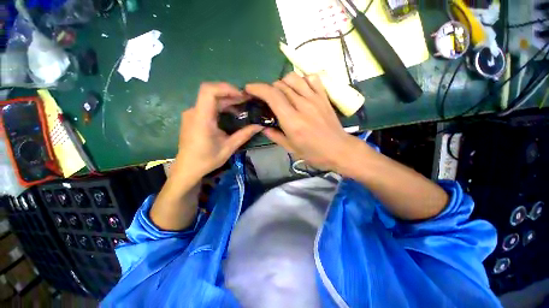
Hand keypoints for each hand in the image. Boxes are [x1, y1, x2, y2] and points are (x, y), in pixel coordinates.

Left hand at [174, 83, 262, 180]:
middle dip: (231, 94)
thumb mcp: (229, 148)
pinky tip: (232, 113)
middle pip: (212, 93)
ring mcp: (193, 114)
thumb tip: (260, 126)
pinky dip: (221, 106)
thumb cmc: (207, 160)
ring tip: (242, 105)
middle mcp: (194, 112)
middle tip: (247, 100)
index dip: (226, 88)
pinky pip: (208, 106)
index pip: (209, 91)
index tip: (242, 95)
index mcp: (202, 119)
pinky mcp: (194, 117)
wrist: (187, 168)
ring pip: (210, 99)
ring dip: (227, 100)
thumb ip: (244, 135)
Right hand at [246, 72, 359, 171]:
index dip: (258, 89)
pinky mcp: (324, 97)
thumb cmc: (314, 153)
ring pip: (294, 78)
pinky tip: (300, 90)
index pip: (272, 95)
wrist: (339, 150)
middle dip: (269, 89)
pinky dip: (302, 80)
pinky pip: (312, 78)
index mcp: (292, 121)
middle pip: (281, 85)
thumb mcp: (291, 149)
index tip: (249, 89)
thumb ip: (275, 136)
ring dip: (283, 83)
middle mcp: (303, 105)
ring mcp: (315, 99)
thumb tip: (263, 127)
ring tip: (283, 94)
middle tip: (267, 99)